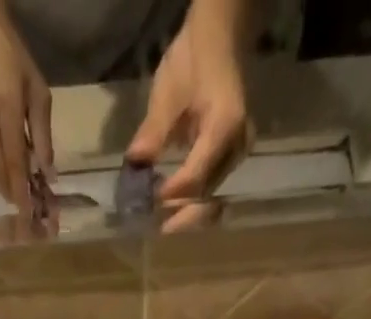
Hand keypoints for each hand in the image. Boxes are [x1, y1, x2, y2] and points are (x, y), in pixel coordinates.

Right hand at [0, 0, 51, 217]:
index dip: (21, 190)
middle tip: (20, 205)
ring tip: (11, 186)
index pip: (14, 158)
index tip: (28, 212)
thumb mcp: (37, 90)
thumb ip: (43, 134)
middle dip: (9, 192)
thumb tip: (48, 174)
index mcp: (7, 102)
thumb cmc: (13, 58)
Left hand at [126, 13, 250, 204]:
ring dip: (185, 213)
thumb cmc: (193, 60)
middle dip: (179, 216)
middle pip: (206, 196)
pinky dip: (191, 202)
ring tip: (160, 221)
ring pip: (210, 198)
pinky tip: (172, 206)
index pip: (195, 177)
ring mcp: (237, 154)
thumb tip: (133, 166)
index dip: (170, 195)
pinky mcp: (231, 158)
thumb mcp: (168, 92)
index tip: (147, 204)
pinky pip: (212, 189)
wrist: (219, 39)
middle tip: (154, 228)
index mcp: (224, 127)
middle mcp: (236, 147)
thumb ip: (153, 132)